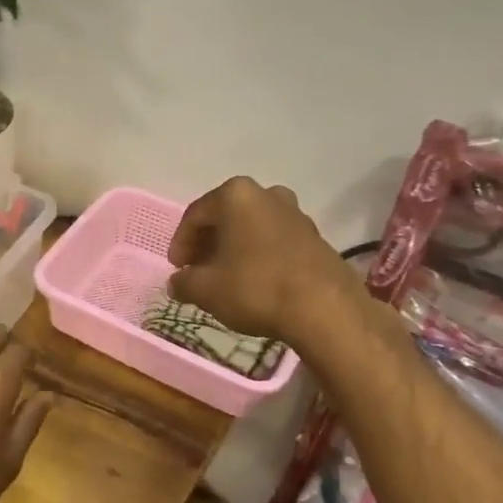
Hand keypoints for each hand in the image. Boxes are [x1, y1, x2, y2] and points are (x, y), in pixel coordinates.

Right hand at [167, 177, 355, 344]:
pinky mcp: (315, 236)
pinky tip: (254, 281)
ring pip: (251, 228)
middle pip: (225, 217)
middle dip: (208, 244)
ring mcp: (295, 213)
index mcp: (236, 195)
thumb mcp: (206, 289)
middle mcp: (266, 194)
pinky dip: (258, 255)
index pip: (195, 215)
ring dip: (234, 249)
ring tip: (225, 278)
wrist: (325, 308)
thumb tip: (177, 283)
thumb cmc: (256, 288)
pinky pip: (274, 240)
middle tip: (197, 271)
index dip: (180, 243)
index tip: (177, 269)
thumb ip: (184, 282)